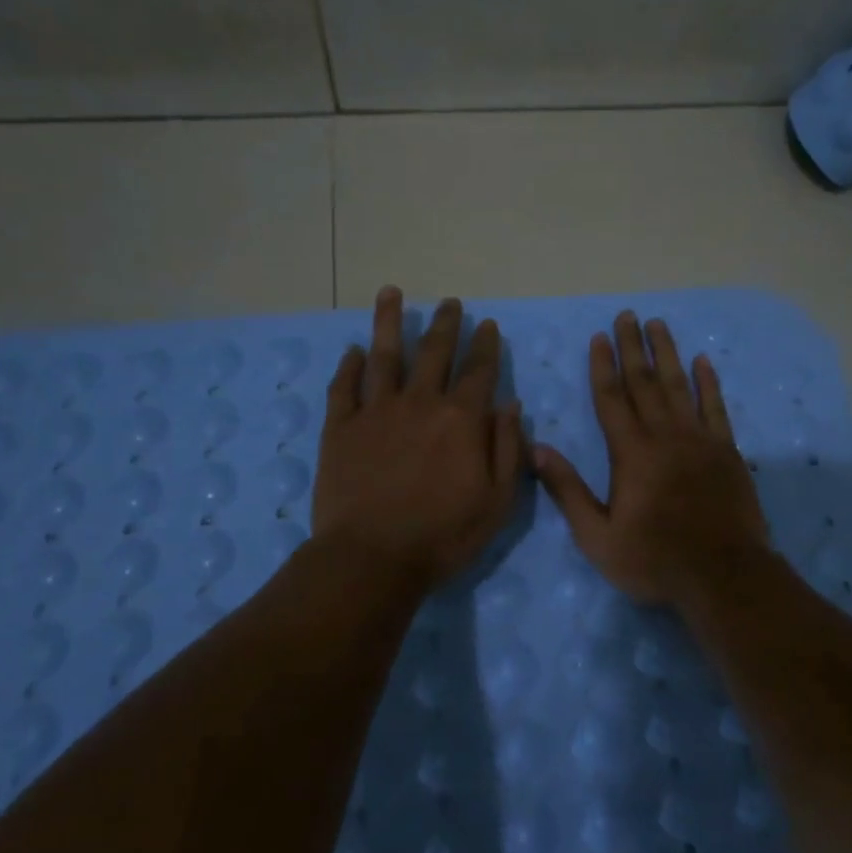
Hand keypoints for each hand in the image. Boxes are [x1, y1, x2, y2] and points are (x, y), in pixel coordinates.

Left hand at [312, 288, 524, 589]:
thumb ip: (507, 449)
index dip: (485, 345)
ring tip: (391, 293)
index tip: (487, 324)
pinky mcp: (340, 428)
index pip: (479, 370)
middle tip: (451, 302)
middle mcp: (419, 403)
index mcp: (461, 419)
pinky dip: (349, 366)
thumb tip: (511, 405)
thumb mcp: (498, 501)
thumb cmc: (444, 535)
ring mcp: (375, 412)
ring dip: (390, 322)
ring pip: (384, 355)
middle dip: (446, 324)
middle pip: (434, 352)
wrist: (372, 559)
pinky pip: (344, 387)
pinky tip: (353, 350)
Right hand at [534, 311, 768, 608]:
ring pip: (679, 386)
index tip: (599, 336)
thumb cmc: (654, 560)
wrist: (723, 575)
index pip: (612, 398)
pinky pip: (716, 407)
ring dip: (667, 353)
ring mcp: (700, 440)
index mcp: (631, 453)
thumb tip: (537, 449)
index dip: (603, 366)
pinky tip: (703, 362)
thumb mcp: (598, 537)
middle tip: (628, 315)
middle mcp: (664, 436)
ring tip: (659, 324)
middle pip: (644, 382)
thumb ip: (568, 490)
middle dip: (633, 347)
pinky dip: (709, 383)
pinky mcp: (727, 451)